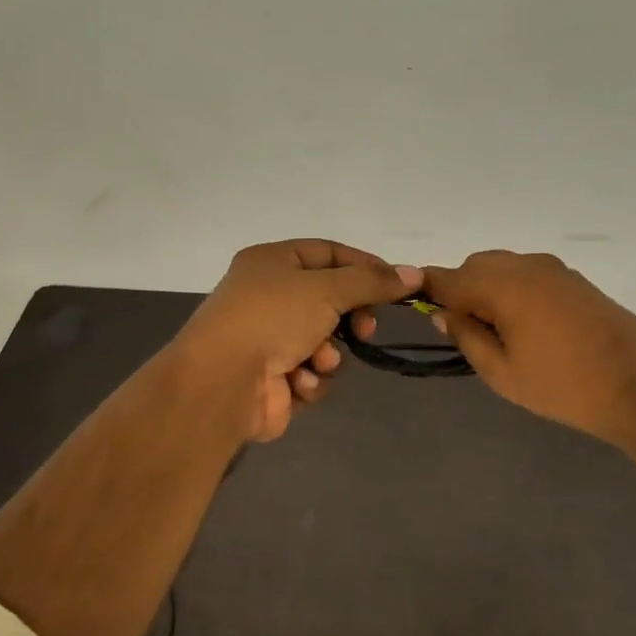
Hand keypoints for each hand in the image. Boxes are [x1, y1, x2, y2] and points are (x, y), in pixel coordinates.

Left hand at [176, 240, 422, 442]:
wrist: (222, 382)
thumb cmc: (272, 318)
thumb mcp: (327, 288)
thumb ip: (372, 282)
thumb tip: (414, 274)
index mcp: (272, 262)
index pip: (329, 253)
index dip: (365, 266)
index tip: (398, 284)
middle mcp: (268, 296)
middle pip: (330, 300)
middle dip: (351, 317)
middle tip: (364, 329)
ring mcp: (268, 339)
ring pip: (324, 341)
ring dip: (329, 353)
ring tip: (318, 360)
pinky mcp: (272, 379)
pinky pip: (310, 373)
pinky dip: (310, 378)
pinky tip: (298, 382)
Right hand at [423, 251, 635, 449]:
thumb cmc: (563, 387)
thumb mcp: (502, 373)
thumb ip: (467, 337)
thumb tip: (443, 314)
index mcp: (503, 286)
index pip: (448, 278)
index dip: (426, 289)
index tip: (415, 305)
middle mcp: (526, 266)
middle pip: (475, 266)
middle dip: (461, 290)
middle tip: (467, 332)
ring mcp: (554, 269)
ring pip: (503, 267)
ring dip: (489, 289)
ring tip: (499, 332)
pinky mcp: (574, 279)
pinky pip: (528, 273)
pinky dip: (514, 289)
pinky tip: (527, 324)